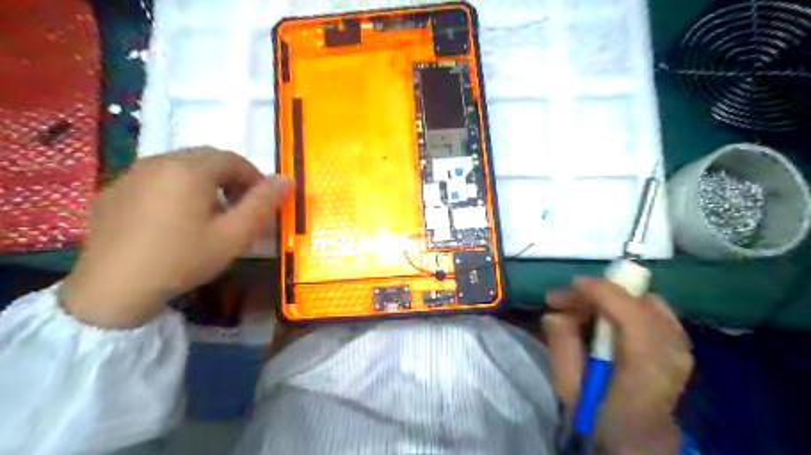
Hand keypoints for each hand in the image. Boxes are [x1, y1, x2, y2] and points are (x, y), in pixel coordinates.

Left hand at [61, 147, 295, 328]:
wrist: (112, 290)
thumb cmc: (183, 259)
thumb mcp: (234, 235)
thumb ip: (264, 204)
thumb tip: (288, 179)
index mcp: (190, 169)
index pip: (233, 159)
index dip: (254, 177)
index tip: (261, 202)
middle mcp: (159, 162)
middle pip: (206, 158)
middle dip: (230, 178)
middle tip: (238, 208)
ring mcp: (131, 175)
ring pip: (180, 167)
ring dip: (204, 183)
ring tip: (208, 215)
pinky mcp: (113, 192)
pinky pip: (155, 180)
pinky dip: (175, 190)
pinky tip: (173, 221)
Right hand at [543, 277, 688, 454]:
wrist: (637, 440)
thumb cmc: (599, 417)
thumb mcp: (568, 387)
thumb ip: (561, 345)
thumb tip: (555, 312)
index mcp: (646, 372)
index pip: (633, 317)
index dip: (603, 292)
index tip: (572, 284)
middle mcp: (673, 355)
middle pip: (639, 303)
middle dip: (600, 292)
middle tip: (565, 299)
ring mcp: (682, 348)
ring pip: (645, 302)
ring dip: (611, 298)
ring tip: (580, 307)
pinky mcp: (679, 344)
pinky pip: (652, 310)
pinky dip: (625, 305)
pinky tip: (604, 316)